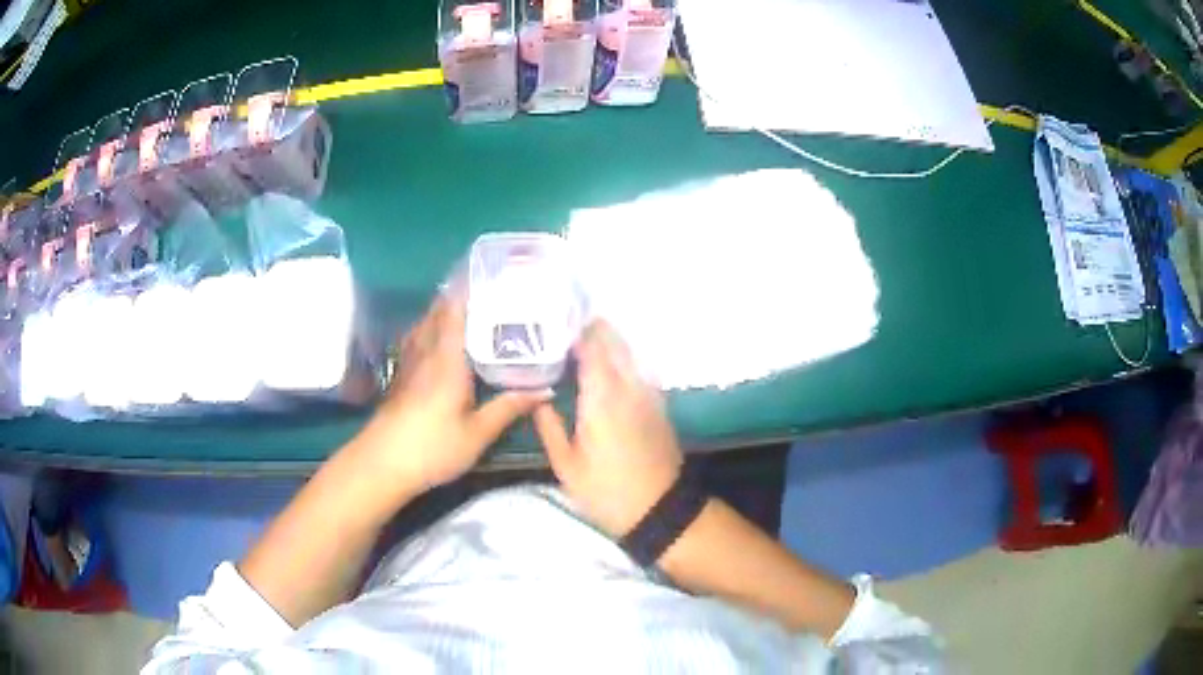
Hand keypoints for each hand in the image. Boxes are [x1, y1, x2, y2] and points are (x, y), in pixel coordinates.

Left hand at [355, 294, 547, 493]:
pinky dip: (429, 326)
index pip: (456, 312)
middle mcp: (426, 353)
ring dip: (441, 307)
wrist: (381, 464)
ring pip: (425, 324)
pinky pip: (416, 339)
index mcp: (447, 359)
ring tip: (463, 300)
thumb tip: (545, 389)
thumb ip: (508, 408)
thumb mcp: (477, 434)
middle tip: (482, 282)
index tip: (485, 268)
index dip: (468, 288)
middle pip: (438, 313)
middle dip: (456, 293)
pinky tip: (434, 334)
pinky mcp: (400, 377)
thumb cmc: (432, 448)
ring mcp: (409, 364)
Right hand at [533, 320, 682, 537]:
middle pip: (614, 344)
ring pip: (629, 355)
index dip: (576, 331)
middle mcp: (629, 387)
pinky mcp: (658, 406)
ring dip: (610, 342)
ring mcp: (648, 395)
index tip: (556, 320)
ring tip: (584, 337)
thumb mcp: (567, 466)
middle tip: (567, 323)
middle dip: (594, 330)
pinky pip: (639, 370)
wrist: (660, 509)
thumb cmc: (607, 491)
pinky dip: (623, 359)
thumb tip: (537, 396)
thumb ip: (550, 427)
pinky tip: (609, 365)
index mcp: (602, 398)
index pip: (591, 349)